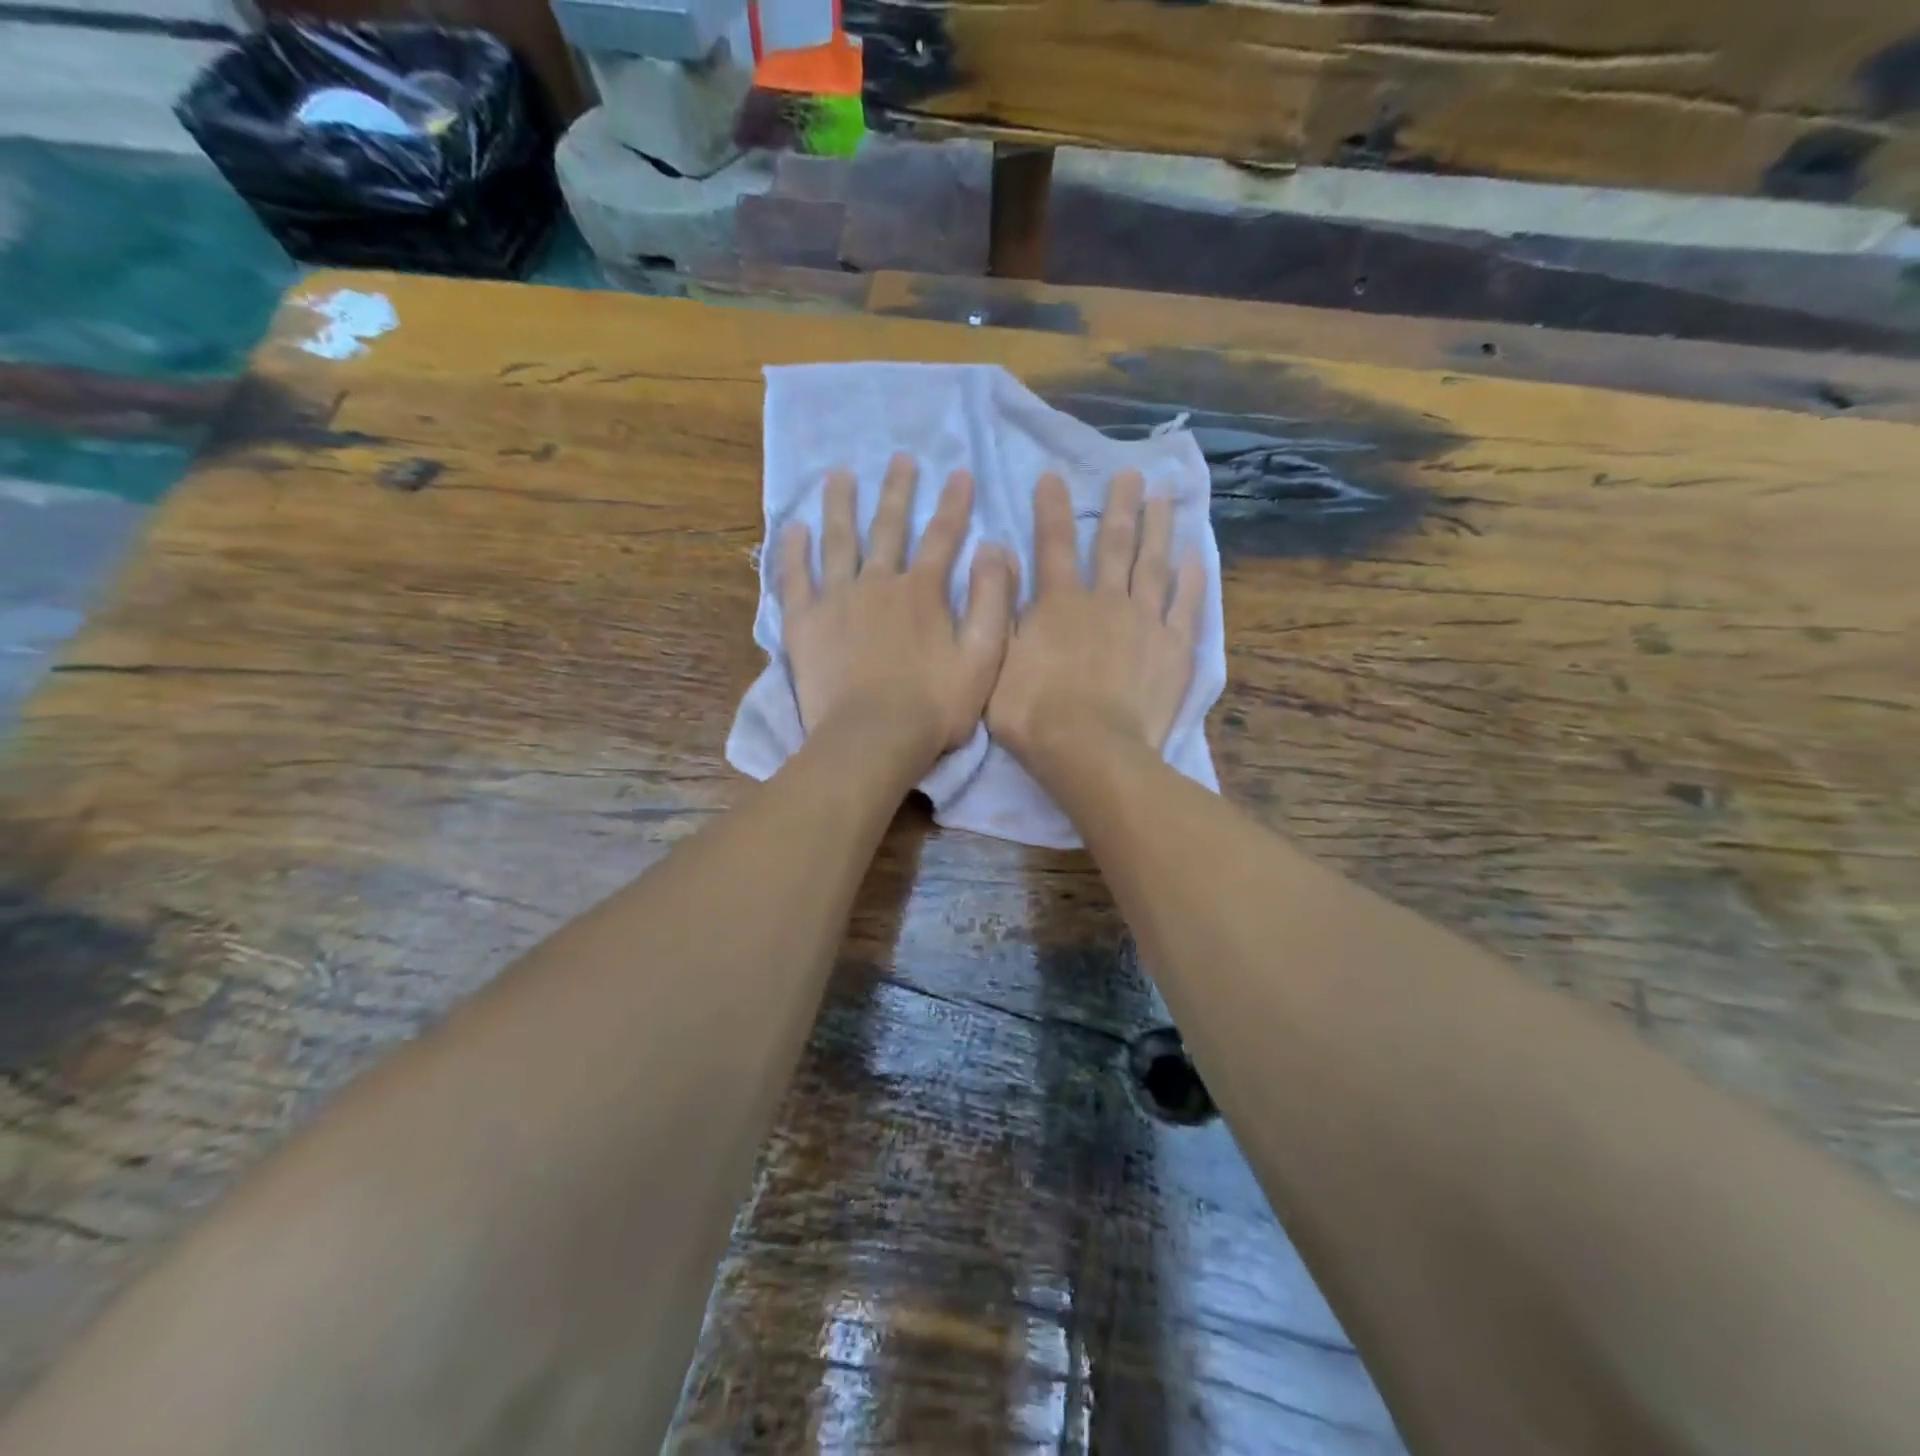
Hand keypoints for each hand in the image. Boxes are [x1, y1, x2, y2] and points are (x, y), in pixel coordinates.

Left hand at [779, 453, 1017, 770]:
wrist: (873, 738)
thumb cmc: (933, 707)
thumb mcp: (983, 659)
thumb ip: (993, 602)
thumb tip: (995, 549)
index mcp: (923, 592)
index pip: (943, 536)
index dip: (954, 504)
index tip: (959, 473)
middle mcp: (878, 583)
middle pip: (888, 527)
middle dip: (897, 491)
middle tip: (899, 458)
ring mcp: (837, 599)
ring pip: (838, 540)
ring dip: (840, 505)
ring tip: (839, 475)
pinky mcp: (805, 622)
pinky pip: (795, 577)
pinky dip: (793, 550)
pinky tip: (792, 527)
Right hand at [988, 470, 1203, 767]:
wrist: (1090, 751)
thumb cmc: (1034, 714)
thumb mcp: (995, 662)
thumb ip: (998, 607)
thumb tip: (996, 552)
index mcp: (1059, 604)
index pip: (1053, 545)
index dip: (1051, 509)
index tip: (1053, 477)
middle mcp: (1105, 600)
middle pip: (1114, 544)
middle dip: (1120, 506)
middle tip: (1131, 474)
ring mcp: (1144, 622)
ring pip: (1154, 564)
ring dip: (1158, 528)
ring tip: (1165, 498)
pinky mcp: (1174, 648)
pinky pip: (1186, 605)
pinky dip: (1192, 579)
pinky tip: (1196, 556)